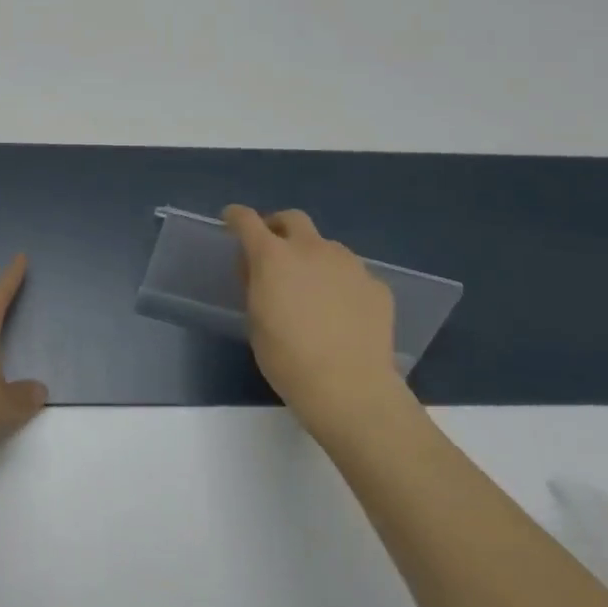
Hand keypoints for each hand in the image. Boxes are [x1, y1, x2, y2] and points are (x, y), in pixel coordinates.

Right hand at [224, 205, 410, 438]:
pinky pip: (353, 275)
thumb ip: (256, 285)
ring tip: (314, 290)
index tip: (231, 220)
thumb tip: (259, 270)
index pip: (247, 221)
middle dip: (279, 227)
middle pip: (293, 219)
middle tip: (274, 250)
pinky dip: (342, 285)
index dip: (236, 217)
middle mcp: (312, 249)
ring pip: (326, 246)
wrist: (351, 389)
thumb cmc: (289, 359)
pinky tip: (344, 313)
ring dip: (314, 258)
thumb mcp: (256, 321)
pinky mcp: (376, 285)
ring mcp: (349, 264)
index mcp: (274, 256)